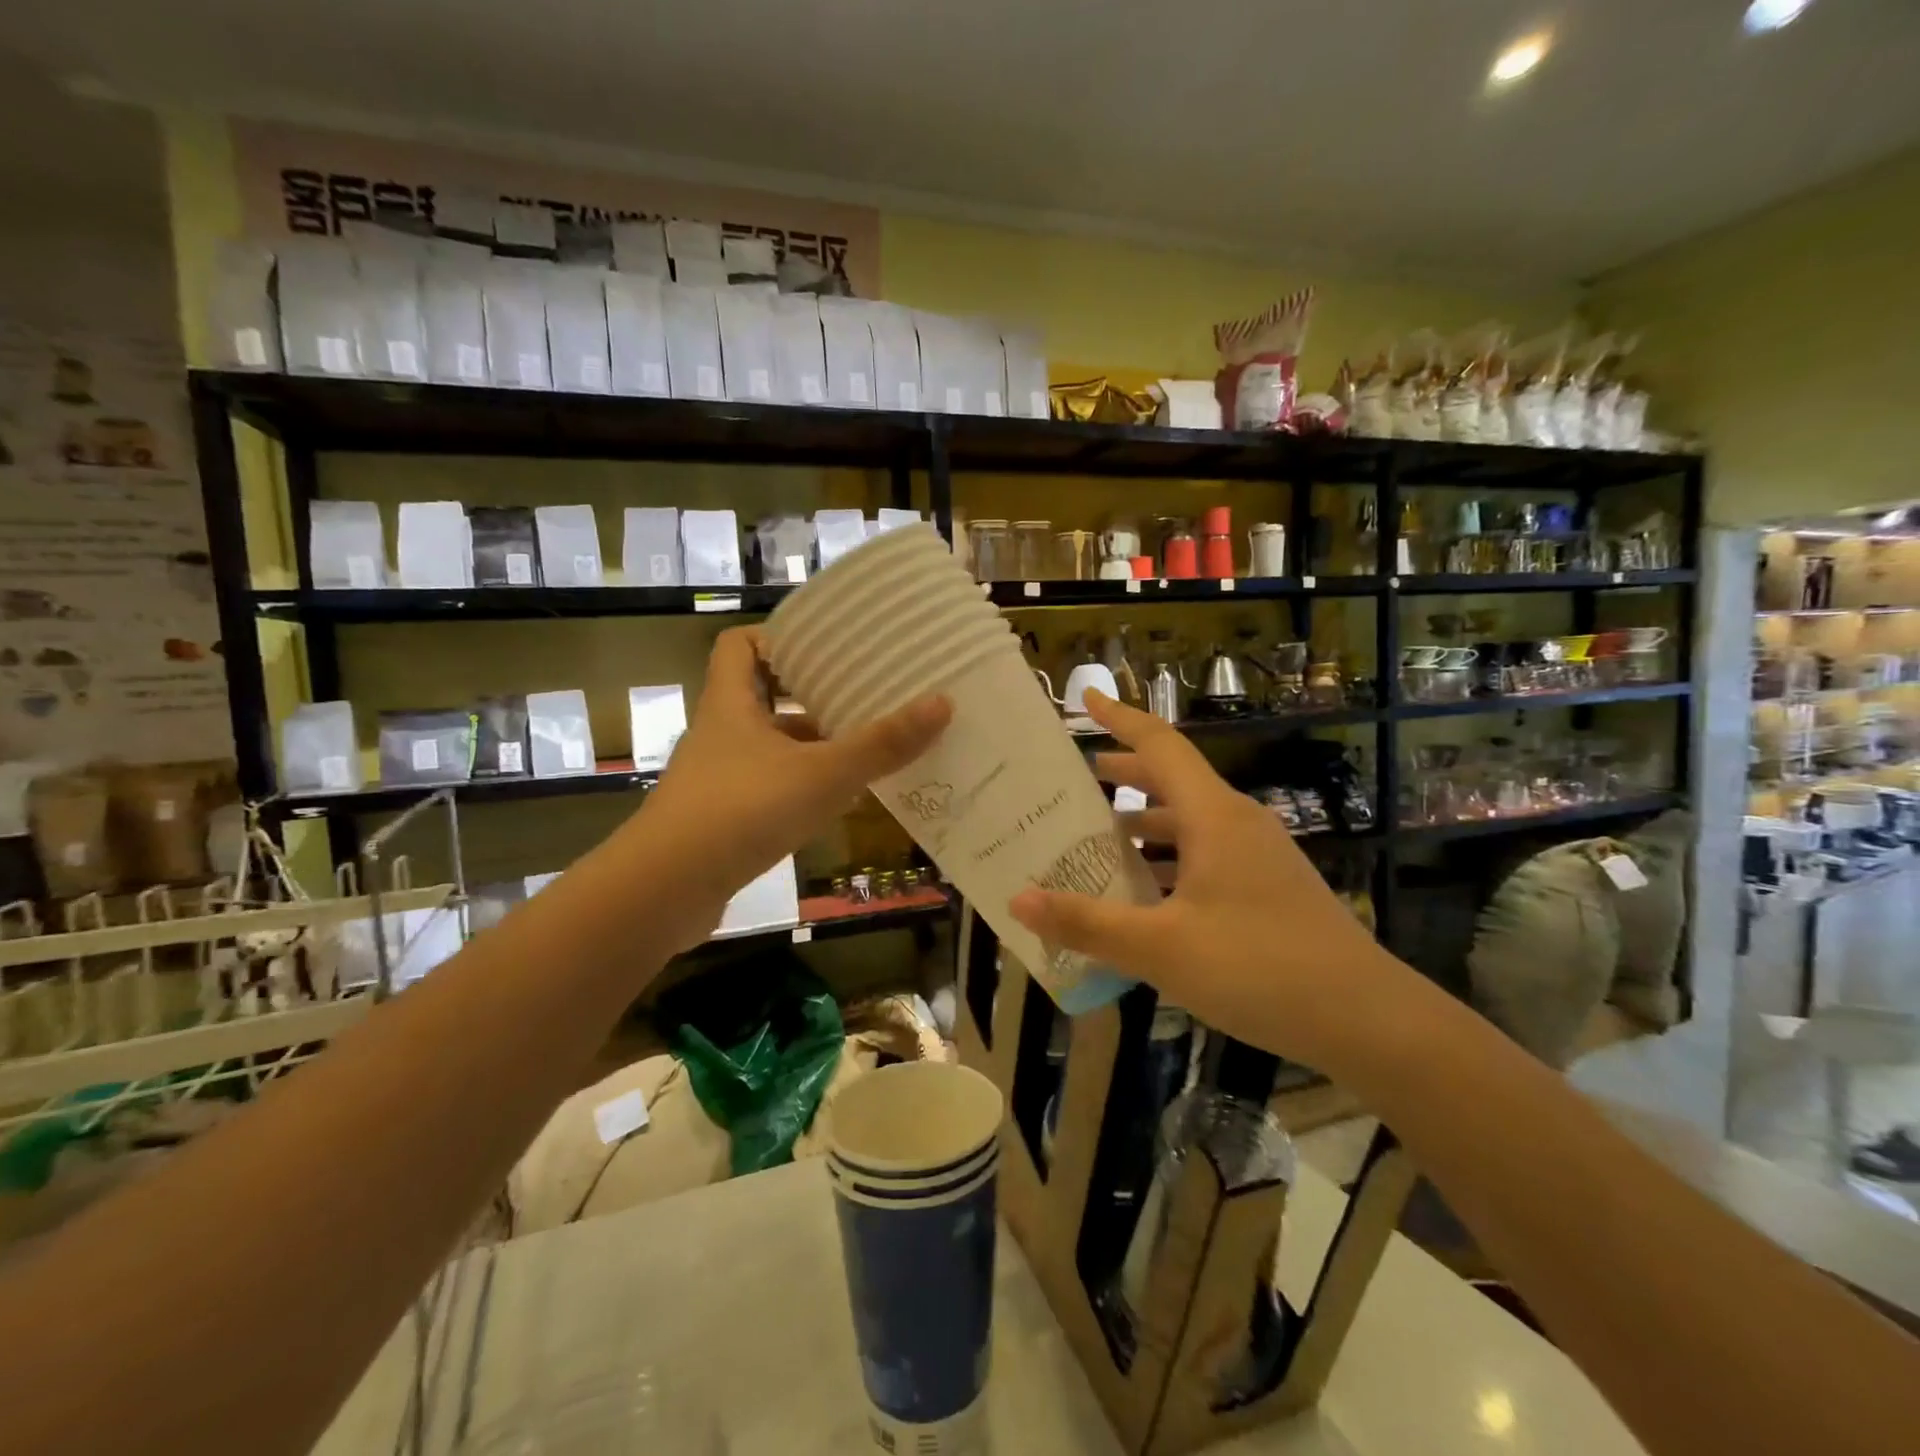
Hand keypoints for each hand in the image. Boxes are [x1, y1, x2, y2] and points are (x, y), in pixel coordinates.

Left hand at [633, 628, 950, 945]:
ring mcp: (717, 779)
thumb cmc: (742, 811)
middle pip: (762, 695)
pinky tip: (837, 802)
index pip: (739, 645)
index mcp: (730, 704)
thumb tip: (942, 702)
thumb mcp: (822, 774)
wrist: (666, 890)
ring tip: (863, 746)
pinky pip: (768, 788)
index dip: (777, 637)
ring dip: (809, 745)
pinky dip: (800, 788)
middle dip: (810, 694)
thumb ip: (881, 744)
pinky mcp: (721, 820)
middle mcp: (720, 734)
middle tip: (861, 693)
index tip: (823, 645)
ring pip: (769, 747)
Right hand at [1008, 691, 1408, 1078]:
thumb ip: (1088, 922)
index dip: (1120, 717)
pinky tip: (1147, 895)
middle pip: (1174, 780)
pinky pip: (1207, 855)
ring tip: (1102, 838)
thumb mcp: (1161, 947)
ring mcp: (1259, 857)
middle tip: (1080, 779)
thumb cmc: (1259, 967)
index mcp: (1213, 817)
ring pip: (1191, 822)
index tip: (1085, 698)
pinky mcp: (1269, 889)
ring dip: (1146, 823)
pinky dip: (1170, 860)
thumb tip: (1018, 899)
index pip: (1160, 745)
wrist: (1367, 1018)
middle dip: (1126, 774)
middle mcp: (1237, 824)